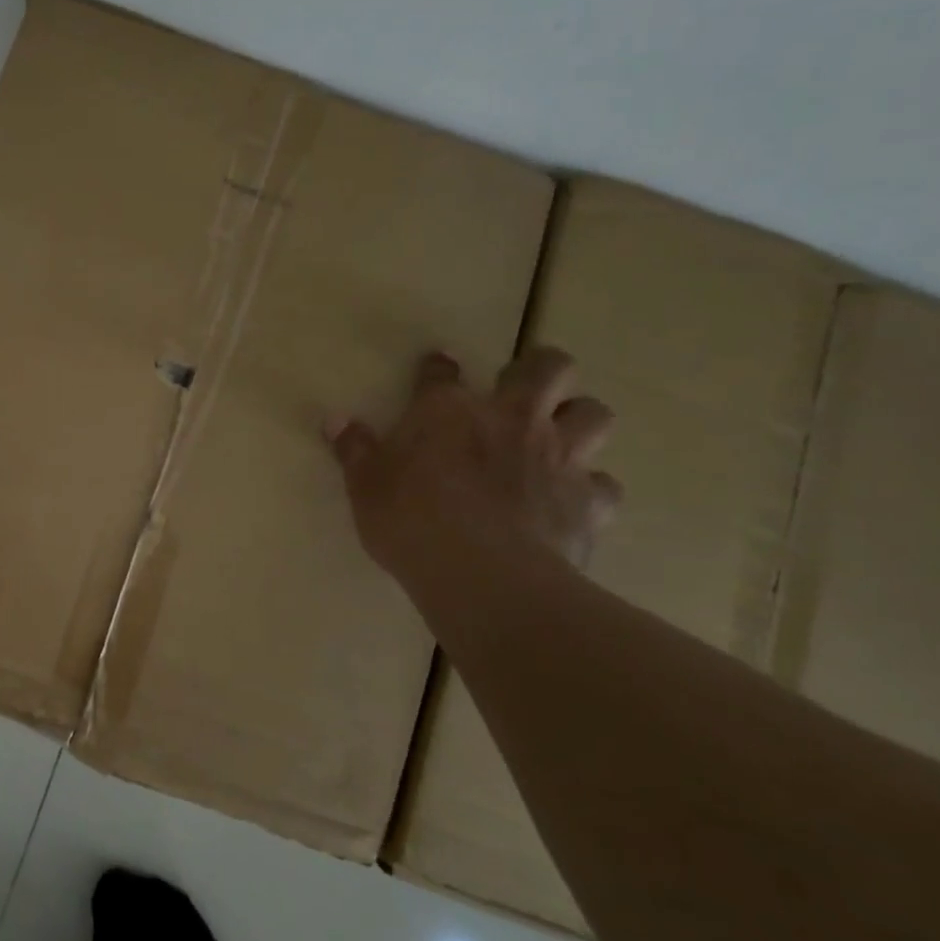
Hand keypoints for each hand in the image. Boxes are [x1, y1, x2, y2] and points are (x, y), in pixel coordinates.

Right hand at [327, 348, 621, 584]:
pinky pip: (605, 486)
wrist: (482, 574)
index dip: (438, 366)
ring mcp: (558, 457)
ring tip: (562, 437)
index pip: (442, 372)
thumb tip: (334, 421)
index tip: (437, 367)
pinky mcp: (588, 501)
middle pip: (549, 369)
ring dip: (580, 420)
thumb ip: (354, 450)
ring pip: (595, 414)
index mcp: (448, 410)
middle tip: (523, 388)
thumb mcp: (365, 486)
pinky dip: (593, 490)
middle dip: (541, 369)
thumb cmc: (411, 521)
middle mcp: (511, 419)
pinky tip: (574, 502)